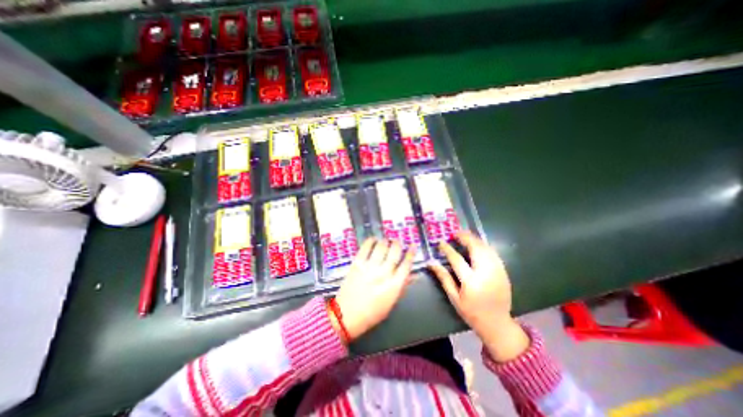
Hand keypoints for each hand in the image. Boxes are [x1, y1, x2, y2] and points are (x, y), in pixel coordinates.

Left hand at [332, 237, 414, 341]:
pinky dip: (371, 241)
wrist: (346, 316)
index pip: (406, 265)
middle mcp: (383, 274)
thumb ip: (402, 287)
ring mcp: (369, 267)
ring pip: (381, 247)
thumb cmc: (371, 313)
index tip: (412, 246)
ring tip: (386, 240)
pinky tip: (374, 240)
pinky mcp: (357, 263)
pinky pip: (366, 247)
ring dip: (385, 241)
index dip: (411, 253)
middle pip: (394, 252)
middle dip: (398, 244)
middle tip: (397, 241)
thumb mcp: (391, 303)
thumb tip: (414, 275)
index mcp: (393, 286)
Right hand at [430, 232, 526, 361]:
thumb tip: (431, 263)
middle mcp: (486, 274)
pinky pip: (494, 254)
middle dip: (465, 238)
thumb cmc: (471, 312)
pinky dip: (484, 246)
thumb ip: (443, 277)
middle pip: (475, 249)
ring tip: (465, 235)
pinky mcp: (504, 272)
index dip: (447, 249)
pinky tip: (478, 244)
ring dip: (475, 240)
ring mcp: (497, 272)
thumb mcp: (454, 297)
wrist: (497, 324)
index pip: (456, 259)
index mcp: (471, 282)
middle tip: (456, 233)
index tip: (441, 242)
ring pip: (486, 249)